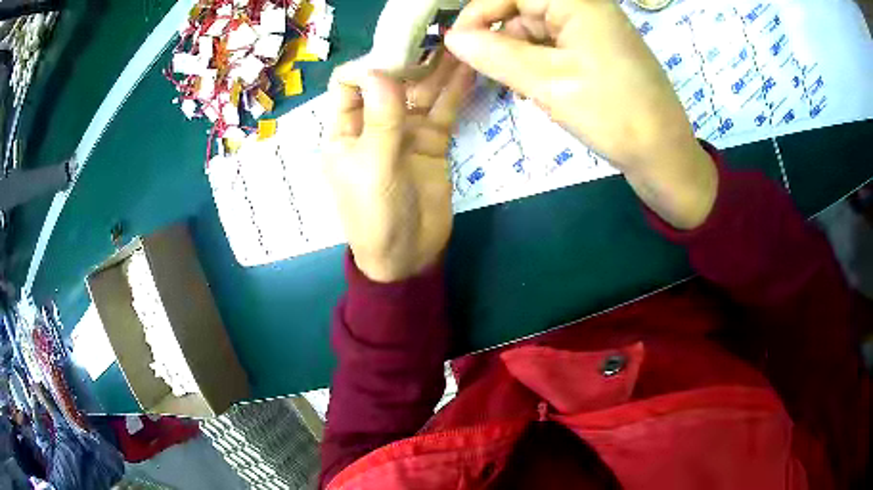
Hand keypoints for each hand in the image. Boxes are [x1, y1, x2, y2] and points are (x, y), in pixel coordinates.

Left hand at [324, 54, 473, 281]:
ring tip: (460, 45)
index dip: (368, 66)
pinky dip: (455, 92)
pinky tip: (468, 70)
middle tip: (438, 38)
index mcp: (344, 130)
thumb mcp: (373, 167)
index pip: (348, 84)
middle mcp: (373, 124)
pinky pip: (443, 111)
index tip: (397, 53)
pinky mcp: (432, 142)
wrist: (407, 255)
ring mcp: (405, 131)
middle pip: (389, 82)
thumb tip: (379, 70)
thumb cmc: (375, 216)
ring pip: (421, 93)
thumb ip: (380, 119)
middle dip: (410, 60)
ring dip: (438, 70)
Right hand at [446, 0, 717, 228]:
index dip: (479, 12)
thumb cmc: (612, 115)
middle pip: (524, 9)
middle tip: (492, 74)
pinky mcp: (599, 51)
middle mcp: (587, 8)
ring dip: (521, 56)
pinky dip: (541, 64)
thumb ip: (495, 55)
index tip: (457, 44)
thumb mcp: (547, 83)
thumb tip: (452, 38)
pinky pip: (556, 46)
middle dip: (503, 39)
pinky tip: (541, 90)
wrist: (665, 157)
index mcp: (578, 2)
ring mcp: (595, 30)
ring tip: (525, 90)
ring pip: (538, 30)